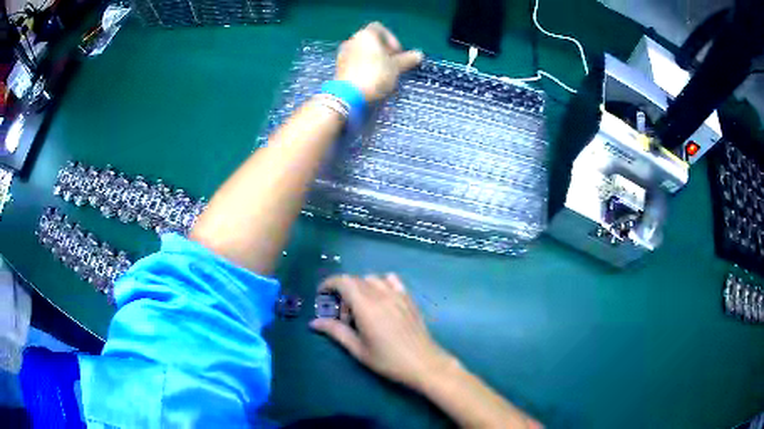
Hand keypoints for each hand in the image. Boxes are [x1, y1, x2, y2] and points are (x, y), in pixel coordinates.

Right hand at [310, 274, 454, 388]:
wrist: (423, 363)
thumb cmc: (388, 360)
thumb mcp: (358, 349)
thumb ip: (336, 332)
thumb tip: (314, 323)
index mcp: (366, 306)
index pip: (343, 281)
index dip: (329, 284)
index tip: (321, 295)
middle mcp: (381, 294)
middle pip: (355, 280)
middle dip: (342, 292)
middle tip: (342, 316)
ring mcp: (397, 295)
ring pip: (372, 279)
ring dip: (361, 288)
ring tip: (361, 309)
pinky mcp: (408, 299)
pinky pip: (392, 281)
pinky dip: (381, 284)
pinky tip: (380, 301)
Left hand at [335, 22, 423, 101]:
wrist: (349, 95)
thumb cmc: (375, 75)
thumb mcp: (396, 67)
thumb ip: (408, 59)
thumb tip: (419, 54)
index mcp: (365, 34)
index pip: (380, 28)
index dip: (391, 39)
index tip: (398, 54)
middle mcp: (352, 40)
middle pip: (371, 41)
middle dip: (383, 51)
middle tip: (393, 65)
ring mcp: (343, 54)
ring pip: (363, 53)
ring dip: (374, 61)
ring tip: (384, 75)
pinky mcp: (339, 68)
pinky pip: (355, 63)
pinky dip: (364, 68)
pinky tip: (371, 81)